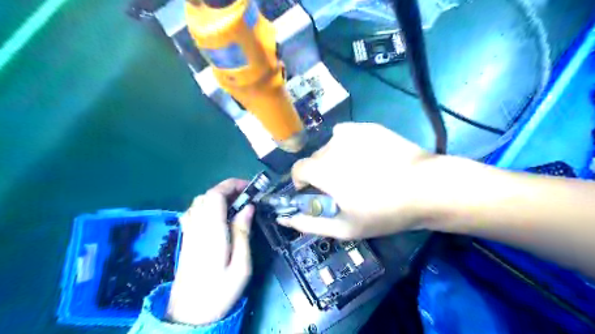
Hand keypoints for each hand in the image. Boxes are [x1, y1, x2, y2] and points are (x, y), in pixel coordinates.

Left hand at [166, 178, 254, 323]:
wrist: (189, 315)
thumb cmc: (220, 291)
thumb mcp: (241, 265)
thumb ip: (243, 233)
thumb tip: (248, 207)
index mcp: (211, 231)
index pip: (215, 195)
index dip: (231, 185)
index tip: (249, 188)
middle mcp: (196, 227)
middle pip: (206, 195)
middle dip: (227, 190)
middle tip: (246, 197)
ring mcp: (188, 232)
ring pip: (199, 202)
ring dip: (218, 197)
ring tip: (236, 205)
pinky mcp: (186, 238)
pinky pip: (194, 212)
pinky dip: (208, 206)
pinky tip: (219, 217)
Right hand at [279, 122, 450, 240]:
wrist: (426, 188)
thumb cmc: (383, 212)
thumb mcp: (344, 228)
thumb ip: (309, 224)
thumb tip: (283, 219)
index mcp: (323, 170)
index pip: (297, 169)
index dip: (303, 182)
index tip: (316, 192)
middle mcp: (332, 146)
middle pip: (315, 158)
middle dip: (321, 173)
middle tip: (344, 186)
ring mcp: (351, 133)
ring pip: (331, 146)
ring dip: (335, 158)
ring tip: (359, 171)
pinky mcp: (367, 126)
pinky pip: (347, 135)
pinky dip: (350, 146)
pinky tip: (369, 157)